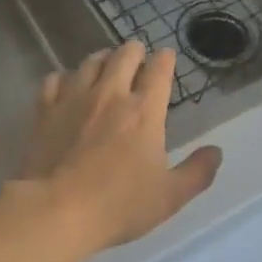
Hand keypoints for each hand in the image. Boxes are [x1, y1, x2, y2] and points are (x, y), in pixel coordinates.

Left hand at [19, 41, 222, 251]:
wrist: (56, 211)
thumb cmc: (119, 204)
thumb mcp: (169, 196)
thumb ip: (197, 172)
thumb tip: (216, 152)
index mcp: (144, 111)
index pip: (159, 69)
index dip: (165, 59)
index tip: (167, 57)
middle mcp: (110, 94)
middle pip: (124, 55)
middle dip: (135, 51)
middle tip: (137, 57)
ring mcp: (74, 98)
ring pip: (90, 62)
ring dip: (102, 59)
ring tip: (105, 64)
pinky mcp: (45, 110)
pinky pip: (54, 79)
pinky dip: (64, 77)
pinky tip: (66, 85)